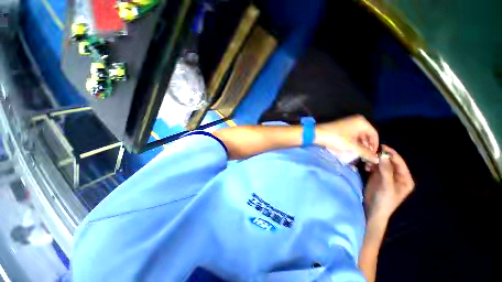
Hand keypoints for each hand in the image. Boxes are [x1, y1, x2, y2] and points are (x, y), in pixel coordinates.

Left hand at [315, 115, 378, 162]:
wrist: (317, 133)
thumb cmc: (336, 138)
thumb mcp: (352, 146)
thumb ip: (365, 152)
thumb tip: (376, 160)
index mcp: (362, 122)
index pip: (374, 134)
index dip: (375, 145)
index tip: (373, 155)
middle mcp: (357, 120)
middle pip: (367, 134)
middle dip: (367, 145)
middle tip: (365, 155)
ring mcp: (348, 123)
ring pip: (359, 135)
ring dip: (360, 144)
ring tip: (358, 153)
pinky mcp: (342, 127)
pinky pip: (352, 135)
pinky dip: (353, 142)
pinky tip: (351, 149)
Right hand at [364, 145, 414, 220]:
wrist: (372, 211)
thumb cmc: (384, 201)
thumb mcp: (386, 186)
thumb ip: (386, 170)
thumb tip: (382, 155)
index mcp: (405, 179)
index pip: (399, 162)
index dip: (391, 154)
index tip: (381, 146)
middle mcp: (397, 176)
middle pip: (390, 162)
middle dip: (381, 157)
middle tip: (370, 152)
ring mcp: (386, 176)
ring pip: (381, 164)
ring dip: (374, 161)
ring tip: (367, 160)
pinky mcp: (377, 177)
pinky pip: (375, 167)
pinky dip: (370, 165)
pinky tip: (365, 166)